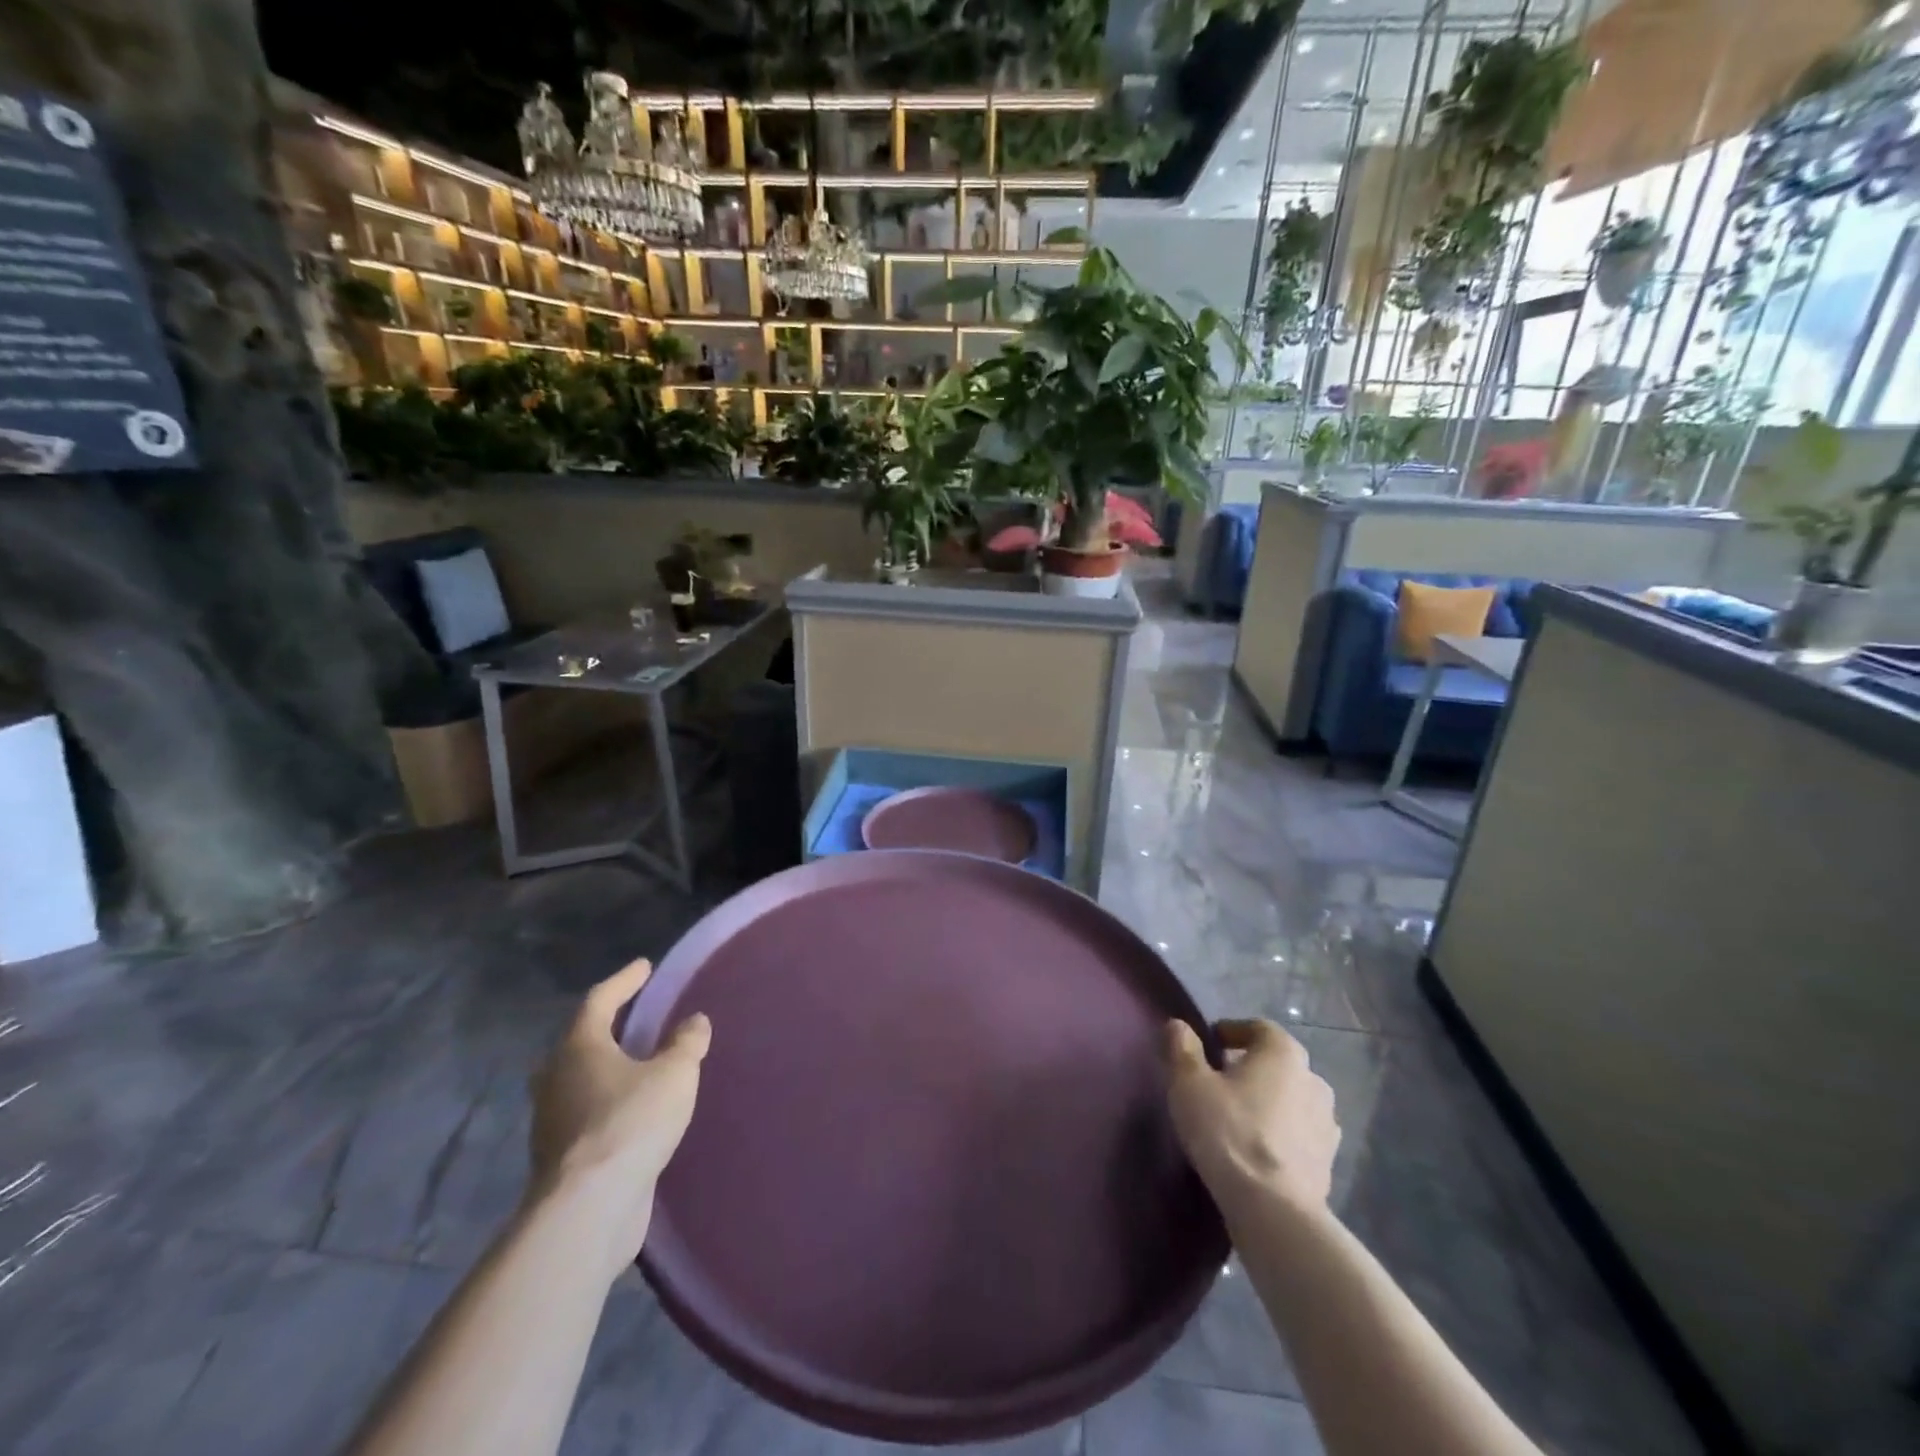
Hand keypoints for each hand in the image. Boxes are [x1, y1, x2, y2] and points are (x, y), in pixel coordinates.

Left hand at [527, 958, 710, 1283]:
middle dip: (604, 1029)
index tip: (644, 966)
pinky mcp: (559, 1159)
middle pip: (577, 1042)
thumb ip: (686, 1043)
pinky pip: (584, 1116)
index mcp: (578, 1047)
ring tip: (635, 1066)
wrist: (589, 1208)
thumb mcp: (674, 1073)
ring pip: (576, 1082)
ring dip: (603, 1070)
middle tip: (632, 1020)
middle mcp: (556, 1079)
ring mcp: (551, 1122)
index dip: (624, 980)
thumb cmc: (631, 1122)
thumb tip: (693, 1021)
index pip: (599, 1000)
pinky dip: (606, 1105)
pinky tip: (631, 1112)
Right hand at [1165, 1018, 1338, 1215]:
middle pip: (1277, 1064)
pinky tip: (1257, 1151)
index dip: (1232, 1032)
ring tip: (1238, 1119)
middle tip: (1219, 1083)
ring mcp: (1327, 1124)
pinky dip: (1281, 1135)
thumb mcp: (1189, 1083)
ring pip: (1291, 1100)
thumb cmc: (1228, 1132)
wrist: (1273, 1211)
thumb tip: (1178, 1025)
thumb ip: (1182, 1048)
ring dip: (1268, 1102)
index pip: (1258, 1028)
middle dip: (1250, 1068)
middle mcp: (1313, 1080)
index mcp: (1283, 1053)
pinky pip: (1299, 1135)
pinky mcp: (1329, 1163)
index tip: (1209, 1046)